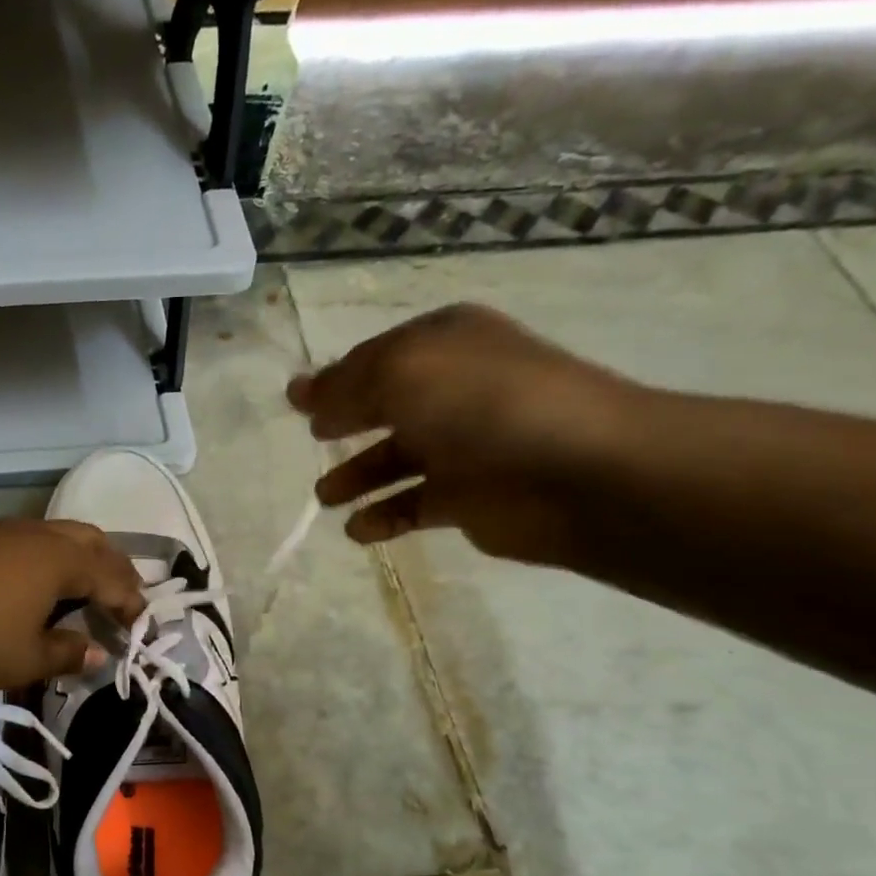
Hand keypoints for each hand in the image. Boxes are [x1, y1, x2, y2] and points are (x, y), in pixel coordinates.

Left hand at [0, 519, 146, 688]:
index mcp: (66, 562)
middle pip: (95, 543)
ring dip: (85, 559)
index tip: (140, 627)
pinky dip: (55, 556)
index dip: (131, 604)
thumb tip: (95, 653)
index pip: (114, 580)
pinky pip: (38, 539)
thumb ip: (67, 653)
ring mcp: (12, 529)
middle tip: (123, 598)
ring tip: (87, 588)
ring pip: (65, 535)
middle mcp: (45, 536)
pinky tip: (44, 580)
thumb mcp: (26, 658)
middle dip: (115, 570)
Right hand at [287, 302, 639, 566]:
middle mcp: (454, 390)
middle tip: (314, 440)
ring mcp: (464, 445)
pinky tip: (359, 530)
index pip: (376, 358)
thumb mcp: (401, 375)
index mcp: (444, 345)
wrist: (577, 474)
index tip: (297, 404)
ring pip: (395, 460)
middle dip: (346, 424)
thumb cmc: (483, 406)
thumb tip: (298, 391)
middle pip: (385, 407)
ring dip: (357, 477)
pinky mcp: (469, 498)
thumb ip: (344, 385)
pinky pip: (413, 506)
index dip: (336, 379)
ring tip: (327, 497)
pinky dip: (383, 518)